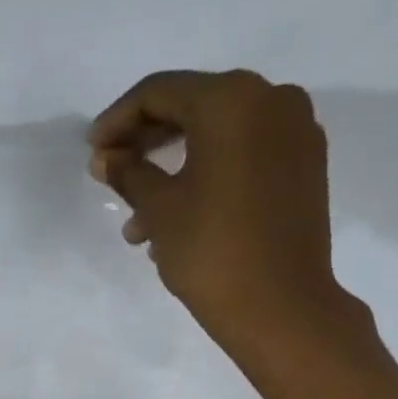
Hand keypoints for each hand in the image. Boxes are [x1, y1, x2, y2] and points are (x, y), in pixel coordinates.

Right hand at [88, 70, 365, 372]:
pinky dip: (207, 176)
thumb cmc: (211, 251)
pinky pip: (245, 156)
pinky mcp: (304, 167)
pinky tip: (178, 217)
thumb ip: (128, 174)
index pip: (160, 92)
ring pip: (218, 137)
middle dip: (146, 143)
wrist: (280, 306)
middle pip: (193, 107)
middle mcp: (271, 100)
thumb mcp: (158, 209)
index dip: (117, 119)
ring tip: (138, 223)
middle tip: (112, 174)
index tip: (92, 151)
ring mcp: (295, 133)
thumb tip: (105, 158)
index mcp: (232, 100)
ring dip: (173, 169)